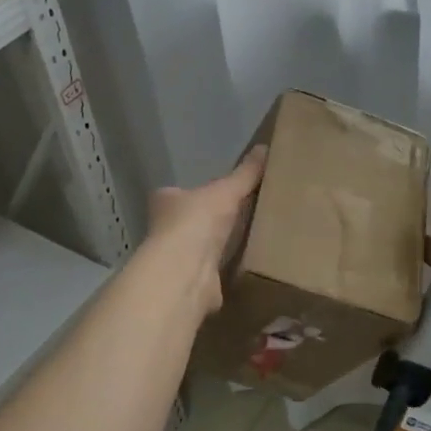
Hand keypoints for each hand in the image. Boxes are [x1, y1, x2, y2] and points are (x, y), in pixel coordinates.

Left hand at [142, 145, 267, 313]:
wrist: (186, 272)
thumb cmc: (197, 221)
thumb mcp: (226, 191)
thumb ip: (245, 173)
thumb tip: (265, 147)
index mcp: (167, 201)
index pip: (180, 193)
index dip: (199, 192)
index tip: (222, 193)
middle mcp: (166, 229)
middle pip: (192, 221)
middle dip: (212, 221)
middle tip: (243, 214)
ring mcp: (178, 259)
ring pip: (202, 248)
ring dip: (220, 246)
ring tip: (251, 238)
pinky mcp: (193, 283)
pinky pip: (214, 272)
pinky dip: (228, 270)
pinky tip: (246, 266)